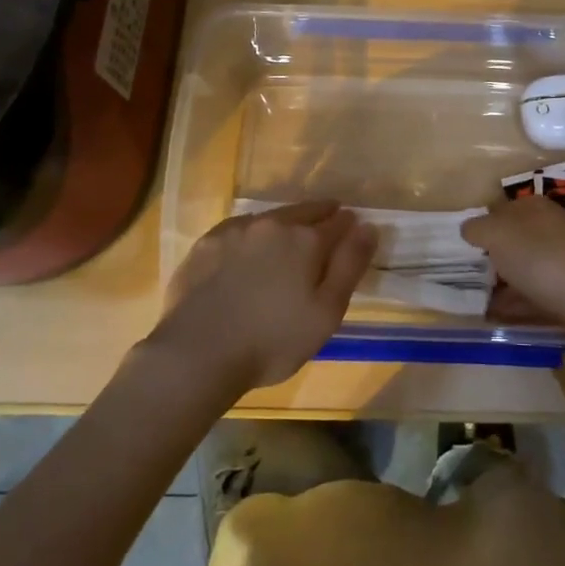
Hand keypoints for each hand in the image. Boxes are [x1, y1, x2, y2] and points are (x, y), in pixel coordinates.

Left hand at [151, 200, 375, 389]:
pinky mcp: (207, 242)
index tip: (353, 233)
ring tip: (287, 242)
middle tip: (325, 228)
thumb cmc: (272, 341)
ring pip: (272, 218)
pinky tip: (248, 253)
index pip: (339, 222)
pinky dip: (252, 236)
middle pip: (306, 212)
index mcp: (307, 239)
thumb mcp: (327, 312)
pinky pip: (240, 230)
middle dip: (321, 217)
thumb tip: (368, 226)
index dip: (350, 226)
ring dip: (285, 225)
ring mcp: (236, 230)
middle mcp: (273, 224)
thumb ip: (350, 265)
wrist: (196, 354)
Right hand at [460, 195, 564, 337]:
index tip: (457, 255)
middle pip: (511, 241)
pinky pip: (536, 294)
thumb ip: (478, 229)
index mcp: (531, 207)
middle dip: (490, 259)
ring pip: (523, 268)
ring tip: (476, 304)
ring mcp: (564, 259)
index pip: (496, 211)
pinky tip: (500, 318)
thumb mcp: (499, 235)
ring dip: (503, 284)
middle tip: (463, 283)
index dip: (477, 231)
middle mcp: (549, 228)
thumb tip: (469, 230)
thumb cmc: (545, 259)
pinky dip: (518, 304)